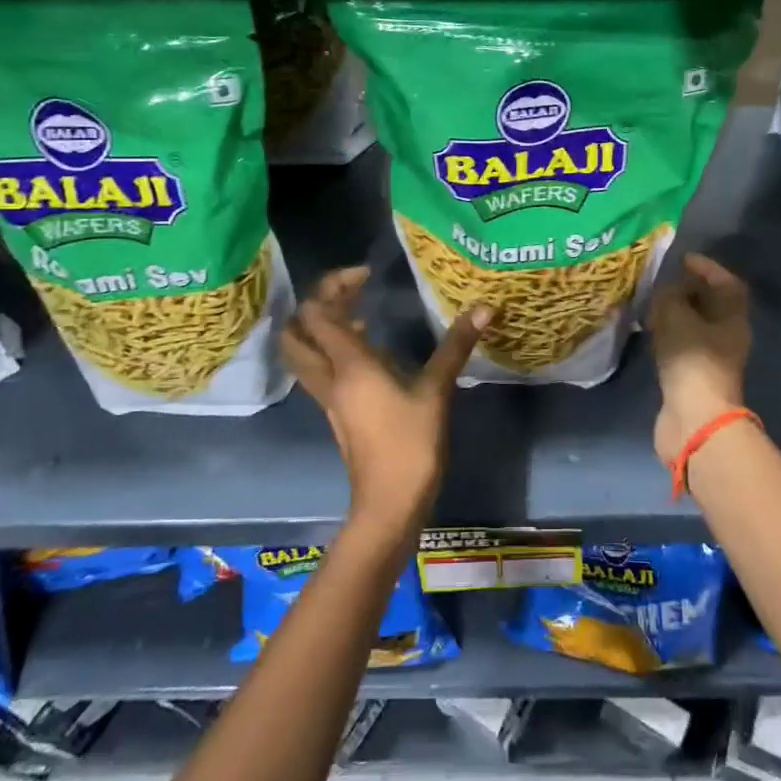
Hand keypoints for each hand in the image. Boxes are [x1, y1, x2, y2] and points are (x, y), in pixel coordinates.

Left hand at [281, 267, 489, 534]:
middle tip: (351, 293)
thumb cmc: (410, 445)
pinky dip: (333, 351)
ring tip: (360, 316)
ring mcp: (329, 397)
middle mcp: (329, 376)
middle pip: (296, 331)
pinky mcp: (338, 412)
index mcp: (348, 364)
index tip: (368, 276)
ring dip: (321, 328)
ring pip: (304, 353)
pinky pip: (321, 370)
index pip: (318, 312)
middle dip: (316, 304)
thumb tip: (484, 307)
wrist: (389, 504)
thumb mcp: (436, 391)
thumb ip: (455, 346)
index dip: (334, 284)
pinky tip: (369, 353)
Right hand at [648, 253, 751, 465]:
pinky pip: (682, 344)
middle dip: (687, 289)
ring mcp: (712, 358)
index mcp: (733, 317)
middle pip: (712, 304)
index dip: (707, 267)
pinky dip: (668, 333)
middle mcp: (728, 335)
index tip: (682, 259)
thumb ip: (669, 295)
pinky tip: (650, 330)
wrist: (694, 418)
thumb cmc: (692, 360)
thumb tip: (666, 289)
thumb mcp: (675, 316)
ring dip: (676, 312)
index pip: (727, 282)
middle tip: (661, 280)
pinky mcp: (694, 376)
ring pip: (695, 325)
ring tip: (650, 302)